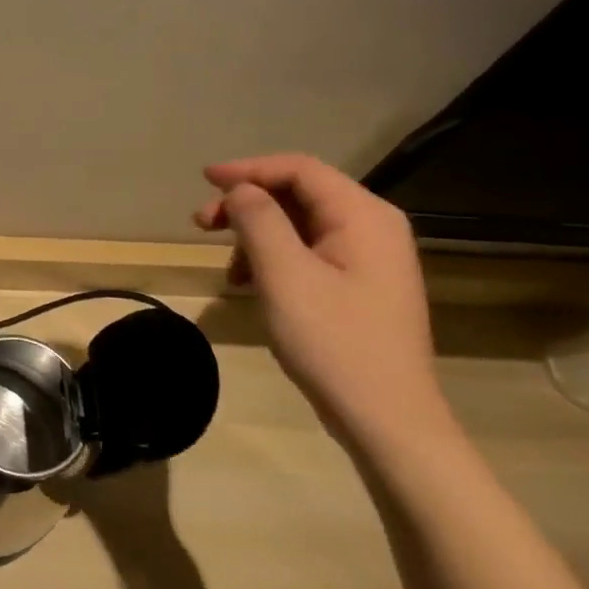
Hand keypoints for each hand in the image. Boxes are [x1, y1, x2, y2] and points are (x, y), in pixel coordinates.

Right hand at [194, 153, 453, 452]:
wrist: (386, 419)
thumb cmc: (333, 342)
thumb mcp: (284, 275)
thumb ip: (259, 220)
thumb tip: (240, 190)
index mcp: (363, 216)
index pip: (299, 169)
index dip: (248, 169)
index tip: (204, 180)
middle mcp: (372, 227)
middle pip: (299, 194)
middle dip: (247, 205)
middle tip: (202, 225)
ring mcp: (368, 258)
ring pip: (299, 225)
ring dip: (255, 235)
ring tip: (227, 268)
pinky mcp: (359, 285)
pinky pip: (308, 252)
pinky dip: (273, 258)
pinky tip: (250, 284)